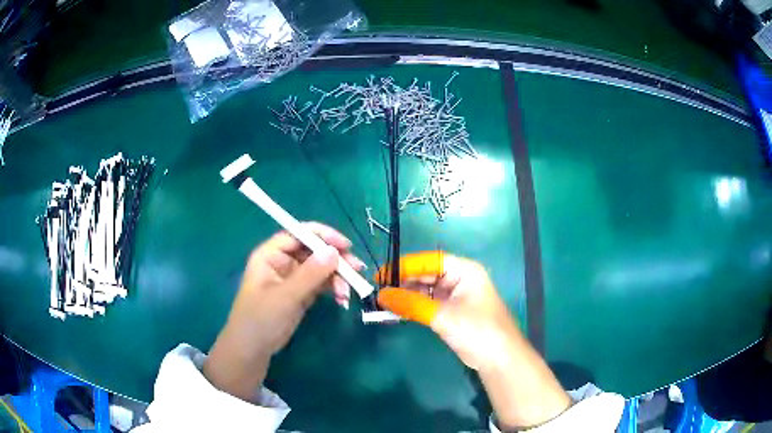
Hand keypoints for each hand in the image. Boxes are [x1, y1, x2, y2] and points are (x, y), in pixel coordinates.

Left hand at [203, 223, 364, 401]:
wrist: (253, 349)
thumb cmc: (261, 318)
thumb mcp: (286, 296)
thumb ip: (310, 274)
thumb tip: (334, 252)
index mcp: (270, 254)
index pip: (298, 234)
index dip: (322, 236)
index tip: (345, 245)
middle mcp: (282, 262)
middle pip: (313, 251)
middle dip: (335, 259)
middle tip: (356, 269)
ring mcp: (292, 278)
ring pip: (320, 268)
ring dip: (337, 276)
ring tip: (348, 291)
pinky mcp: (301, 293)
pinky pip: (321, 284)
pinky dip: (332, 288)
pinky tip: (342, 299)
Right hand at [375, 251, 519, 370]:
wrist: (499, 360)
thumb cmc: (477, 331)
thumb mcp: (443, 316)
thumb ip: (412, 304)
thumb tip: (381, 295)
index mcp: (464, 270)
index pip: (430, 260)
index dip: (405, 266)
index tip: (382, 275)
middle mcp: (460, 279)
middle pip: (427, 274)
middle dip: (403, 281)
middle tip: (378, 290)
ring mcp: (456, 296)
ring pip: (426, 290)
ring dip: (407, 295)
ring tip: (383, 300)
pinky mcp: (452, 312)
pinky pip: (429, 304)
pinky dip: (414, 306)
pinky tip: (398, 310)